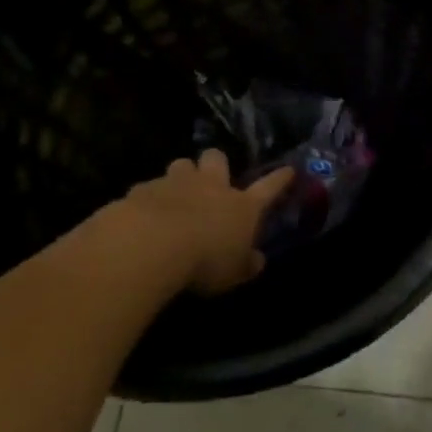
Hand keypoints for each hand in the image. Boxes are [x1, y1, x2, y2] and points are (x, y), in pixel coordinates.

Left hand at [120, 150, 295, 294]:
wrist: (151, 244)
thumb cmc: (204, 261)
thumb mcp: (233, 273)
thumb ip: (246, 264)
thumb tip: (257, 260)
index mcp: (241, 206)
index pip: (268, 188)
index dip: (279, 179)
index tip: (288, 170)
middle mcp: (211, 186)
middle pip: (217, 158)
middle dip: (215, 164)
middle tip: (210, 179)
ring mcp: (176, 183)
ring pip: (182, 164)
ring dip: (182, 176)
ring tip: (176, 193)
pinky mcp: (144, 189)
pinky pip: (149, 187)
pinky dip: (149, 198)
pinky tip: (142, 213)